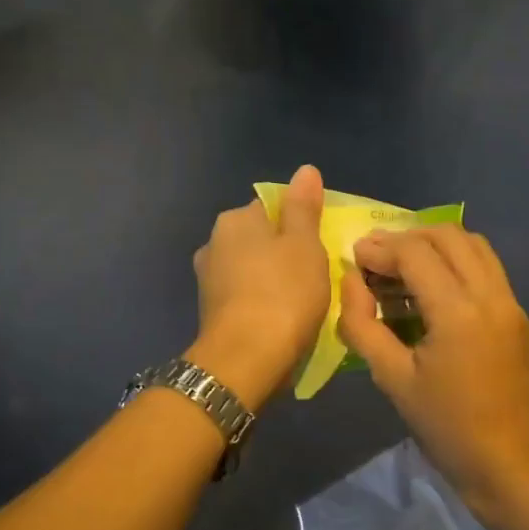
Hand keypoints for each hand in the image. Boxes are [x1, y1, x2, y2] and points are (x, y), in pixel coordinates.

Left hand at [186, 165, 329, 409]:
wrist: (246, 359)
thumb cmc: (283, 293)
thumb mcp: (304, 244)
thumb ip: (303, 207)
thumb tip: (305, 170)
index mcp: (235, 220)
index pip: (272, 207)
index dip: (300, 223)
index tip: (320, 245)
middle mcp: (214, 243)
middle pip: (260, 239)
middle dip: (284, 252)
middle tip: (316, 274)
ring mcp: (208, 280)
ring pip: (252, 269)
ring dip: (272, 279)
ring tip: (302, 300)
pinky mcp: (211, 312)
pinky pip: (245, 296)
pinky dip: (262, 302)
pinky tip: (280, 319)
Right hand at [338, 226, 528, 521]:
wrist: (512, 465)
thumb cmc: (447, 428)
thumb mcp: (393, 380)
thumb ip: (363, 326)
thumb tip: (351, 282)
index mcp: (458, 312)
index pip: (415, 253)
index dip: (381, 248)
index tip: (355, 255)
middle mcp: (490, 296)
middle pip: (448, 236)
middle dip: (407, 237)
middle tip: (377, 257)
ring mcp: (511, 303)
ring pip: (474, 246)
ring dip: (436, 244)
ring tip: (403, 265)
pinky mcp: (519, 316)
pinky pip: (487, 269)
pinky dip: (457, 262)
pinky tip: (433, 288)